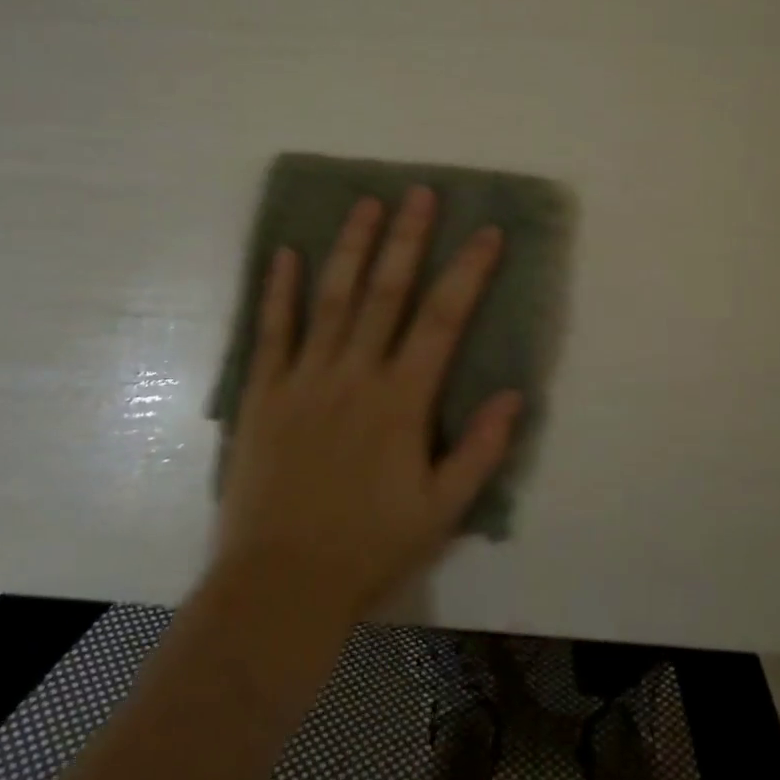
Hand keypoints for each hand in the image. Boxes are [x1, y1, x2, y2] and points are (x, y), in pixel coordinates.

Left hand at [214, 186, 522, 621]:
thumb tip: (515, 393)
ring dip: (350, 246)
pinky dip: (279, 291)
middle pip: (386, 292)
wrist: (279, 587)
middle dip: (407, 238)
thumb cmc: (368, 549)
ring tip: (366, 203)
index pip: (444, 319)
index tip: (488, 232)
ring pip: (331, 299)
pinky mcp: (263, 395)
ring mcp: (304, 380)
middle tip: (420, 192)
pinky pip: (271, 332)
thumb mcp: (442, 512)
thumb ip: (481, 450)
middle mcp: (354, 375)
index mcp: (401, 400)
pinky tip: (286, 253)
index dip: (469, 271)